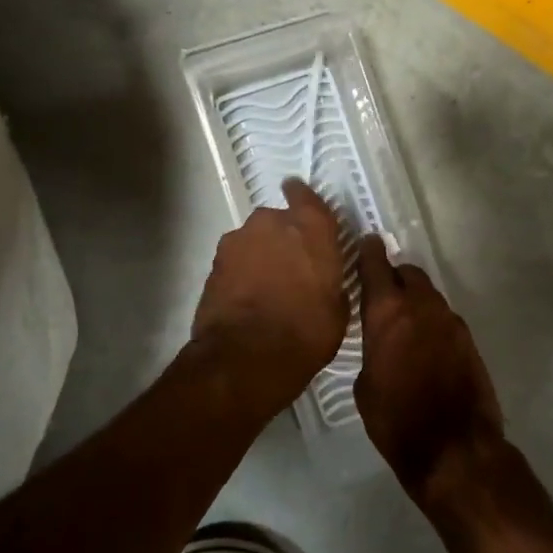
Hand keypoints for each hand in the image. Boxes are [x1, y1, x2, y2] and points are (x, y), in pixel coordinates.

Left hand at [191, 179, 349, 417]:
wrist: (245, 356)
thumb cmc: (306, 331)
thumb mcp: (338, 309)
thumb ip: (331, 281)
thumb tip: (324, 280)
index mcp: (311, 227)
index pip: (307, 196)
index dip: (302, 198)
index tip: (300, 200)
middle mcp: (273, 222)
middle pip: (278, 220)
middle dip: (284, 237)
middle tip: (291, 266)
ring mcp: (239, 240)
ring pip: (254, 240)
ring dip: (260, 255)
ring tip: (267, 287)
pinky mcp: (214, 263)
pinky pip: (235, 261)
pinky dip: (242, 273)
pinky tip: (248, 298)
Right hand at [355, 237, 502, 496]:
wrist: (454, 449)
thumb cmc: (397, 421)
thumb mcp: (365, 387)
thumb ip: (371, 351)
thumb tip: (379, 345)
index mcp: (388, 314)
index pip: (375, 266)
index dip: (369, 252)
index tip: (366, 242)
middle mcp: (422, 307)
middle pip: (408, 274)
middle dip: (395, 276)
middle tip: (383, 291)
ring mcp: (451, 322)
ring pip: (429, 296)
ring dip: (416, 301)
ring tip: (404, 323)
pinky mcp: (470, 340)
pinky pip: (444, 319)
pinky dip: (432, 322)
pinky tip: (425, 346)